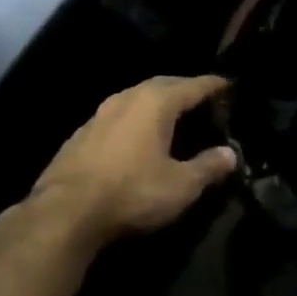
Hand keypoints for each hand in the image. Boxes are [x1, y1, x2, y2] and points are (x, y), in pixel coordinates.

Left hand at [30, 75, 236, 244]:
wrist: (66, 211)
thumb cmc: (132, 192)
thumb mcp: (180, 185)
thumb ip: (208, 167)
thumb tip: (230, 154)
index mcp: (156, 102)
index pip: (193, 85)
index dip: (213, 85)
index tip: (228, 85)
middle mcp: (128, 97)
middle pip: (163, 84)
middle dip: (184, 89)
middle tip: (202, 99)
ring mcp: (100, 113)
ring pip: (137, 97)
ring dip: (157, 102)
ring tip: (172, 115)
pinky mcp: (82, 133)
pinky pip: (118, 115)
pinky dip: (135, 119)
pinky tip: (137, 137)